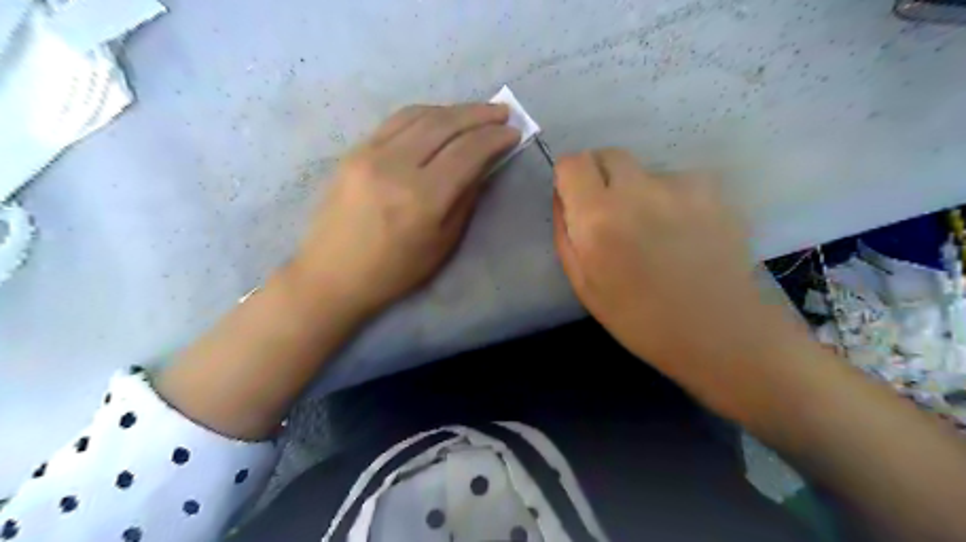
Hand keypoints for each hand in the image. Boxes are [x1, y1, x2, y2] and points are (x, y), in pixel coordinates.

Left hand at [295, 101, 521, 316]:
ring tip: (476, 112)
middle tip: (502, 113)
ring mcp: (370, 153)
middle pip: (445, 125)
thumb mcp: (442, 244)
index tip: (513, 133)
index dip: (494, 139)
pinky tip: (440, 117)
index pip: (467, 153)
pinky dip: (425, 113)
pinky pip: (396, 121)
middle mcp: (396, 166)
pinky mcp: (354, 151)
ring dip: (453, 109)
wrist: (331, 275)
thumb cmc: (393, 272)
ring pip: (420, 115)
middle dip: (479, 115)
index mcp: (422, 199)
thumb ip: (465, 200)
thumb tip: (482, 166)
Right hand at [551, 149, 783, 375]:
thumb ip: (566, 233)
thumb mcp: (584, 284)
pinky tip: (685, 232)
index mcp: (598, 218)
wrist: (721, 332)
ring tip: (656, 231)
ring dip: (639, 191)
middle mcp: (638, 190)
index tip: (576, 198)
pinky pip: (678, 182)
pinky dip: (672, 199)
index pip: (573, 162)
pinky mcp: (713, 190)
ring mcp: (680, 186)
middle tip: (612, 214)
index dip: (569, 177)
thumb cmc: (641, 319)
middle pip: (608, 154)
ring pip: (644, 171)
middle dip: (601, 176)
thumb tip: (563, 196)